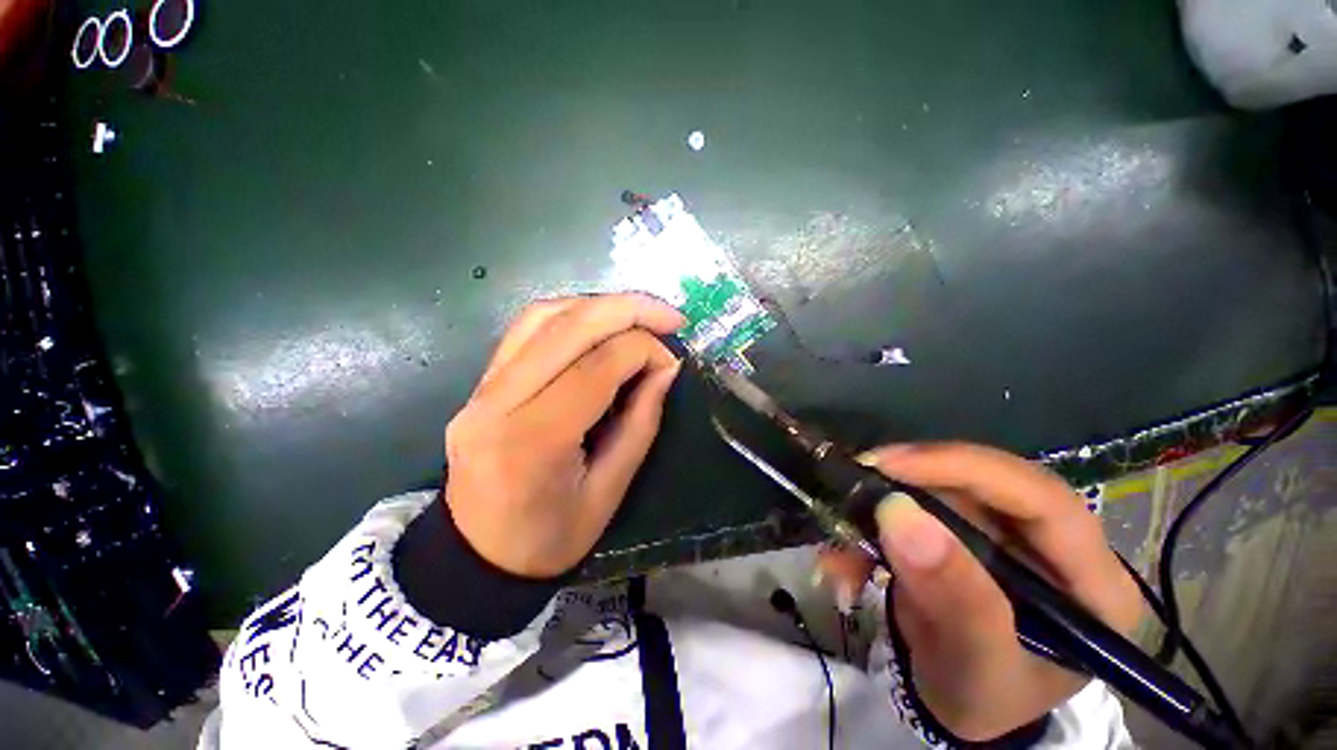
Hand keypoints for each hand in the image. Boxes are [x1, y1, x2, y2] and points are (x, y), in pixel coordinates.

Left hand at [443, 293, 684, 578]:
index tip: (672, 363)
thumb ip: (641, 423)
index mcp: (535, 440)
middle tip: (670, 315)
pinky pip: (525, 329)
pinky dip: (569, 313)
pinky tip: (598, 322)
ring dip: (599, 305)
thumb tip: (665, 368)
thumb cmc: (549, 538)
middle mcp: (499, 401)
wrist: (476, 556)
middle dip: (629, 309)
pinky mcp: (480, 383)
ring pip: (543, 315)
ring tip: (638, 314)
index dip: (645, 351)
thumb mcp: (609, 492)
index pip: (599, 365)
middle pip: (569, 326)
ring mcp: (481, 388)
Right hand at [819, 443, 1144, 741]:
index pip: (1042, 498)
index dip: (965, 468)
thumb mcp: (978, 669)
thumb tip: (900, 515)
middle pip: (982, 484)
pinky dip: (868, 529)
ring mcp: (1004, 533)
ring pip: (936, 491)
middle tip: (851, 485)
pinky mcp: (962, 531)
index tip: (890, 464)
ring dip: (877, 512)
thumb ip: (956, 600)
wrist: (959, 704)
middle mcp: (1051, 544)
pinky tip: (845, 563)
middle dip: (909, 483)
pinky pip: (910, 508)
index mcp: (1091, 582)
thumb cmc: (986, 700)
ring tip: (839, 553)